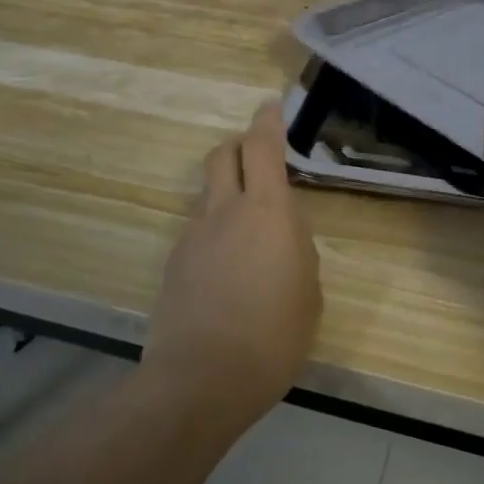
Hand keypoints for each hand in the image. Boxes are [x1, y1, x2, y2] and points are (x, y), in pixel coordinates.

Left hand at [140, 103, 323, 427]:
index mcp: (268, 212)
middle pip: (222, 155)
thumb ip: (296, 248)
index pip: (263, 147)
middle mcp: (225, 211)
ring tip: (247, 231)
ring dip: (227, 193)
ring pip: (208, 193)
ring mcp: (193, 235)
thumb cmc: (274, 335)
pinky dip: (214, 232)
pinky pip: (197, 230)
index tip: (271, 105)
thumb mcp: (309, 290)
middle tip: (258, 157)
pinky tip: (226, 270)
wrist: (202, 378)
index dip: (267, 121)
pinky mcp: (174, 263)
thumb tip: (282, 233)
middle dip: (239, 145)